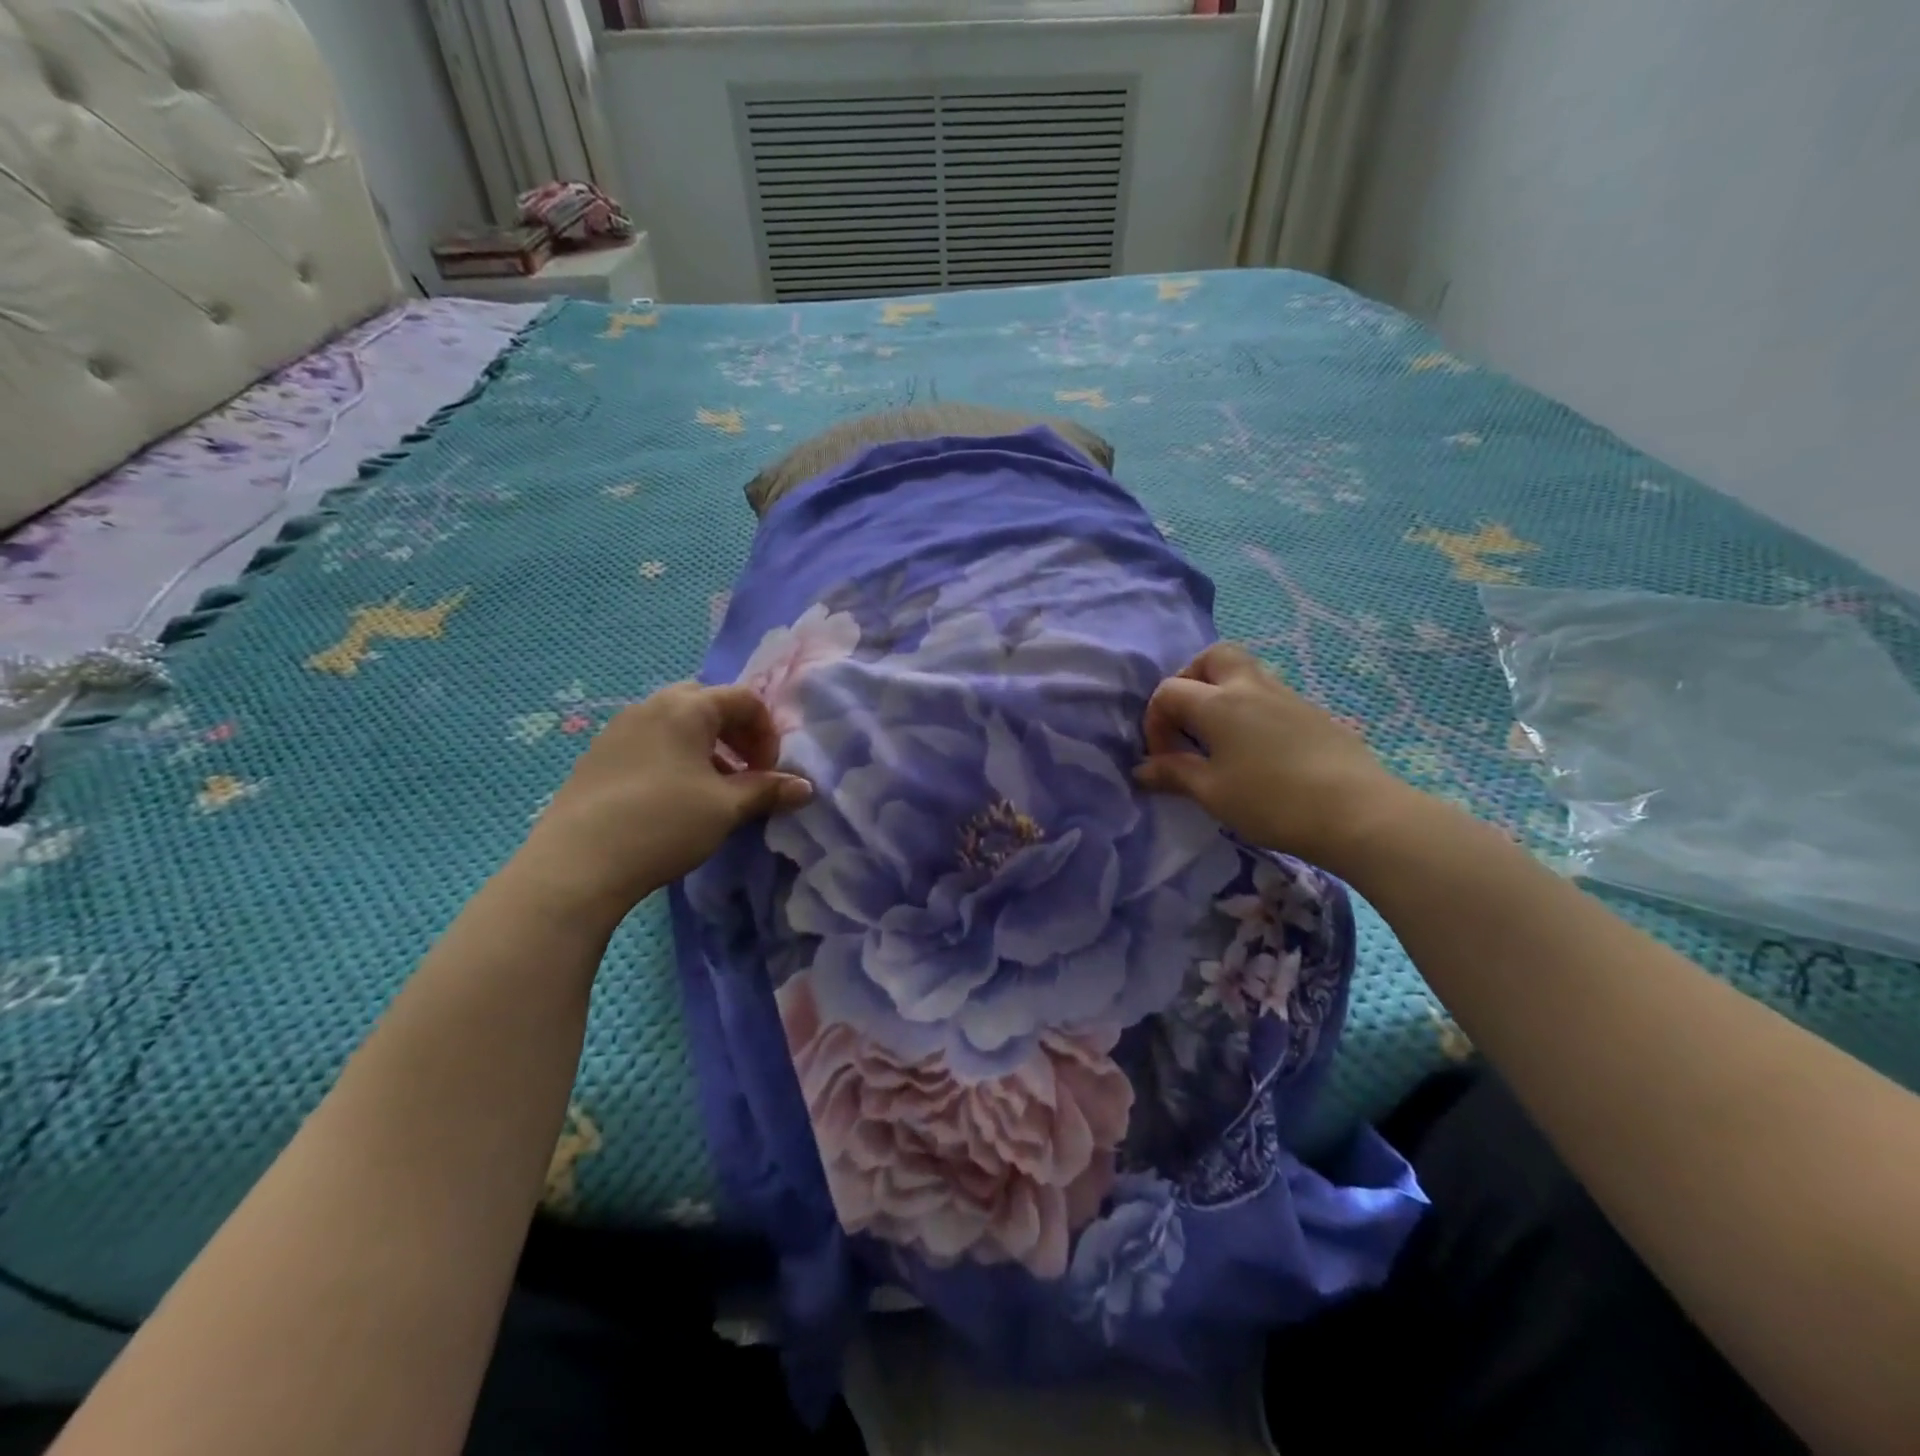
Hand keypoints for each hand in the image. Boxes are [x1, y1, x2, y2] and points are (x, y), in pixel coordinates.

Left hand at [514, 683, 812, 921]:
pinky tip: (671, 798)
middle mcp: (651, 705)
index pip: (744, 699)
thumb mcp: (726, 807)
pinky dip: (673, 757)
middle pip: (706, 702)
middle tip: (744, 770)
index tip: (769, 772)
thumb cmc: (664, 823)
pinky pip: (648, 741)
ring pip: (675, 723)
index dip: (767, 733)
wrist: (577, 863)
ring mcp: (618, 728)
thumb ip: (768, 790)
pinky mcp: (597, 756)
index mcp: (688, 707)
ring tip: (711, 788)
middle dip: (734, 732)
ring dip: (704, 746)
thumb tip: (805, 788)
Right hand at [1135, 643, 1409, 869]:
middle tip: (1188, 719)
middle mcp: (1250, 687)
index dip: (1155, 721)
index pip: (1169, 691)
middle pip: (1213, 657)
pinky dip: (1251, 709)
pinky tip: (1257, 749)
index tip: (1162, 757)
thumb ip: (1174, 775)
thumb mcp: (1212, 793)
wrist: (1356, 812)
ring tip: (1220, 737)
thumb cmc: (1271, 801)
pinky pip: (1271, 695)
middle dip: (1191, 679)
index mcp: (1218, 703)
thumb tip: (1142, 770)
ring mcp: (1287, 696)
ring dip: (1223, 692)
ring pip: (1246, 672)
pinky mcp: (1313, 712)